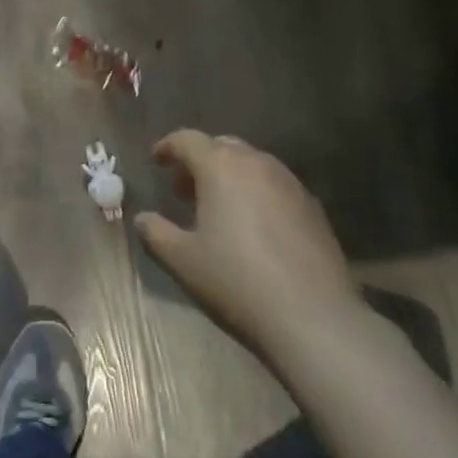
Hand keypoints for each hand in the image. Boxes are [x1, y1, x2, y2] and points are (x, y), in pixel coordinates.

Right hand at [135, 130, 363, 364]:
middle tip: (184, 188)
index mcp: (220, 166)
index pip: (187, 139)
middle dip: (200, 160)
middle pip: (222, 146)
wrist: (314, 318)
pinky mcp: (313, 208)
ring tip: (218, 207)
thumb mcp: (183, 260)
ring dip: (230, 175)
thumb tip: (142, 219)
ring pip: (252, 164)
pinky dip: (256, 193)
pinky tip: (254, 226)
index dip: (168, 147)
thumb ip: (155, 233)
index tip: (156, 160)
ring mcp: (290, 183)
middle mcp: (256, 163)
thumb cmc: (237, 281)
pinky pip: (275, 186)